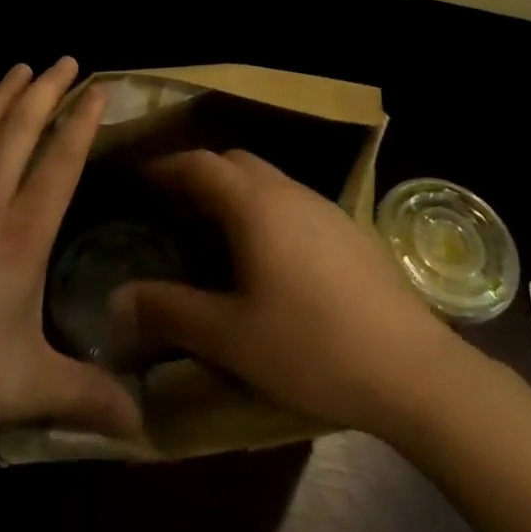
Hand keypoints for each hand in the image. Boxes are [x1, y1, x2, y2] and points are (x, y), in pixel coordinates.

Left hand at [0, 59, 139, 451]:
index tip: (97, 88)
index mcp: (20, 236)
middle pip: (19, 130)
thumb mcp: (23, 388)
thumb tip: (144, 426)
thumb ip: (85, 397)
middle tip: (64, 59)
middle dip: (46, 90)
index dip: (81, 121)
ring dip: (4, 95)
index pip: (60, 162)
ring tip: (20, 68)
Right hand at [114, 149, 458, 440]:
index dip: (165, 166)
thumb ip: (170, 312)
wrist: (413, 369)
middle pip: (233, 162)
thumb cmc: (312, 347)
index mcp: (255, 204)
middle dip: (198, 173)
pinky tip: (267, 254)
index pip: (199, 163)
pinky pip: (291, 200)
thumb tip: (117, 300)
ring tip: (211, 228)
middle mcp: (288, 191)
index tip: (139, 179)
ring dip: (233, 190)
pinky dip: (263, 208)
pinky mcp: (348, 229)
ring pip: (266, 179)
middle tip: (170, 204)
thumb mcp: (231, 337)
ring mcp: (323, 207)